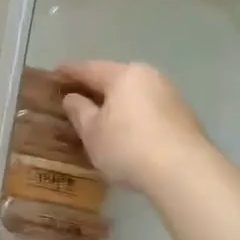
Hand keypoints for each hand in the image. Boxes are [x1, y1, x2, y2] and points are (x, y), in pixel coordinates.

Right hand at [58, 61, 208, 190]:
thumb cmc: (128, 146)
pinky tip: (128, 130)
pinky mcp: (184, 116)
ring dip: (117, 102)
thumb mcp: (93, 132)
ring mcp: (170, 95)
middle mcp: (150, 77)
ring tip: (102, 115)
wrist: (184, 171)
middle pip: (116, 78)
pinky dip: (134, 115)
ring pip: (135, 93)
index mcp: (124, 75)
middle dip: (96, 86)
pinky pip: (149, 108)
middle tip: (77, 94)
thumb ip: (79, 112)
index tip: (55, 73)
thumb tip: (72, 98)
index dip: (70, 72)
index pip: (90, 69)